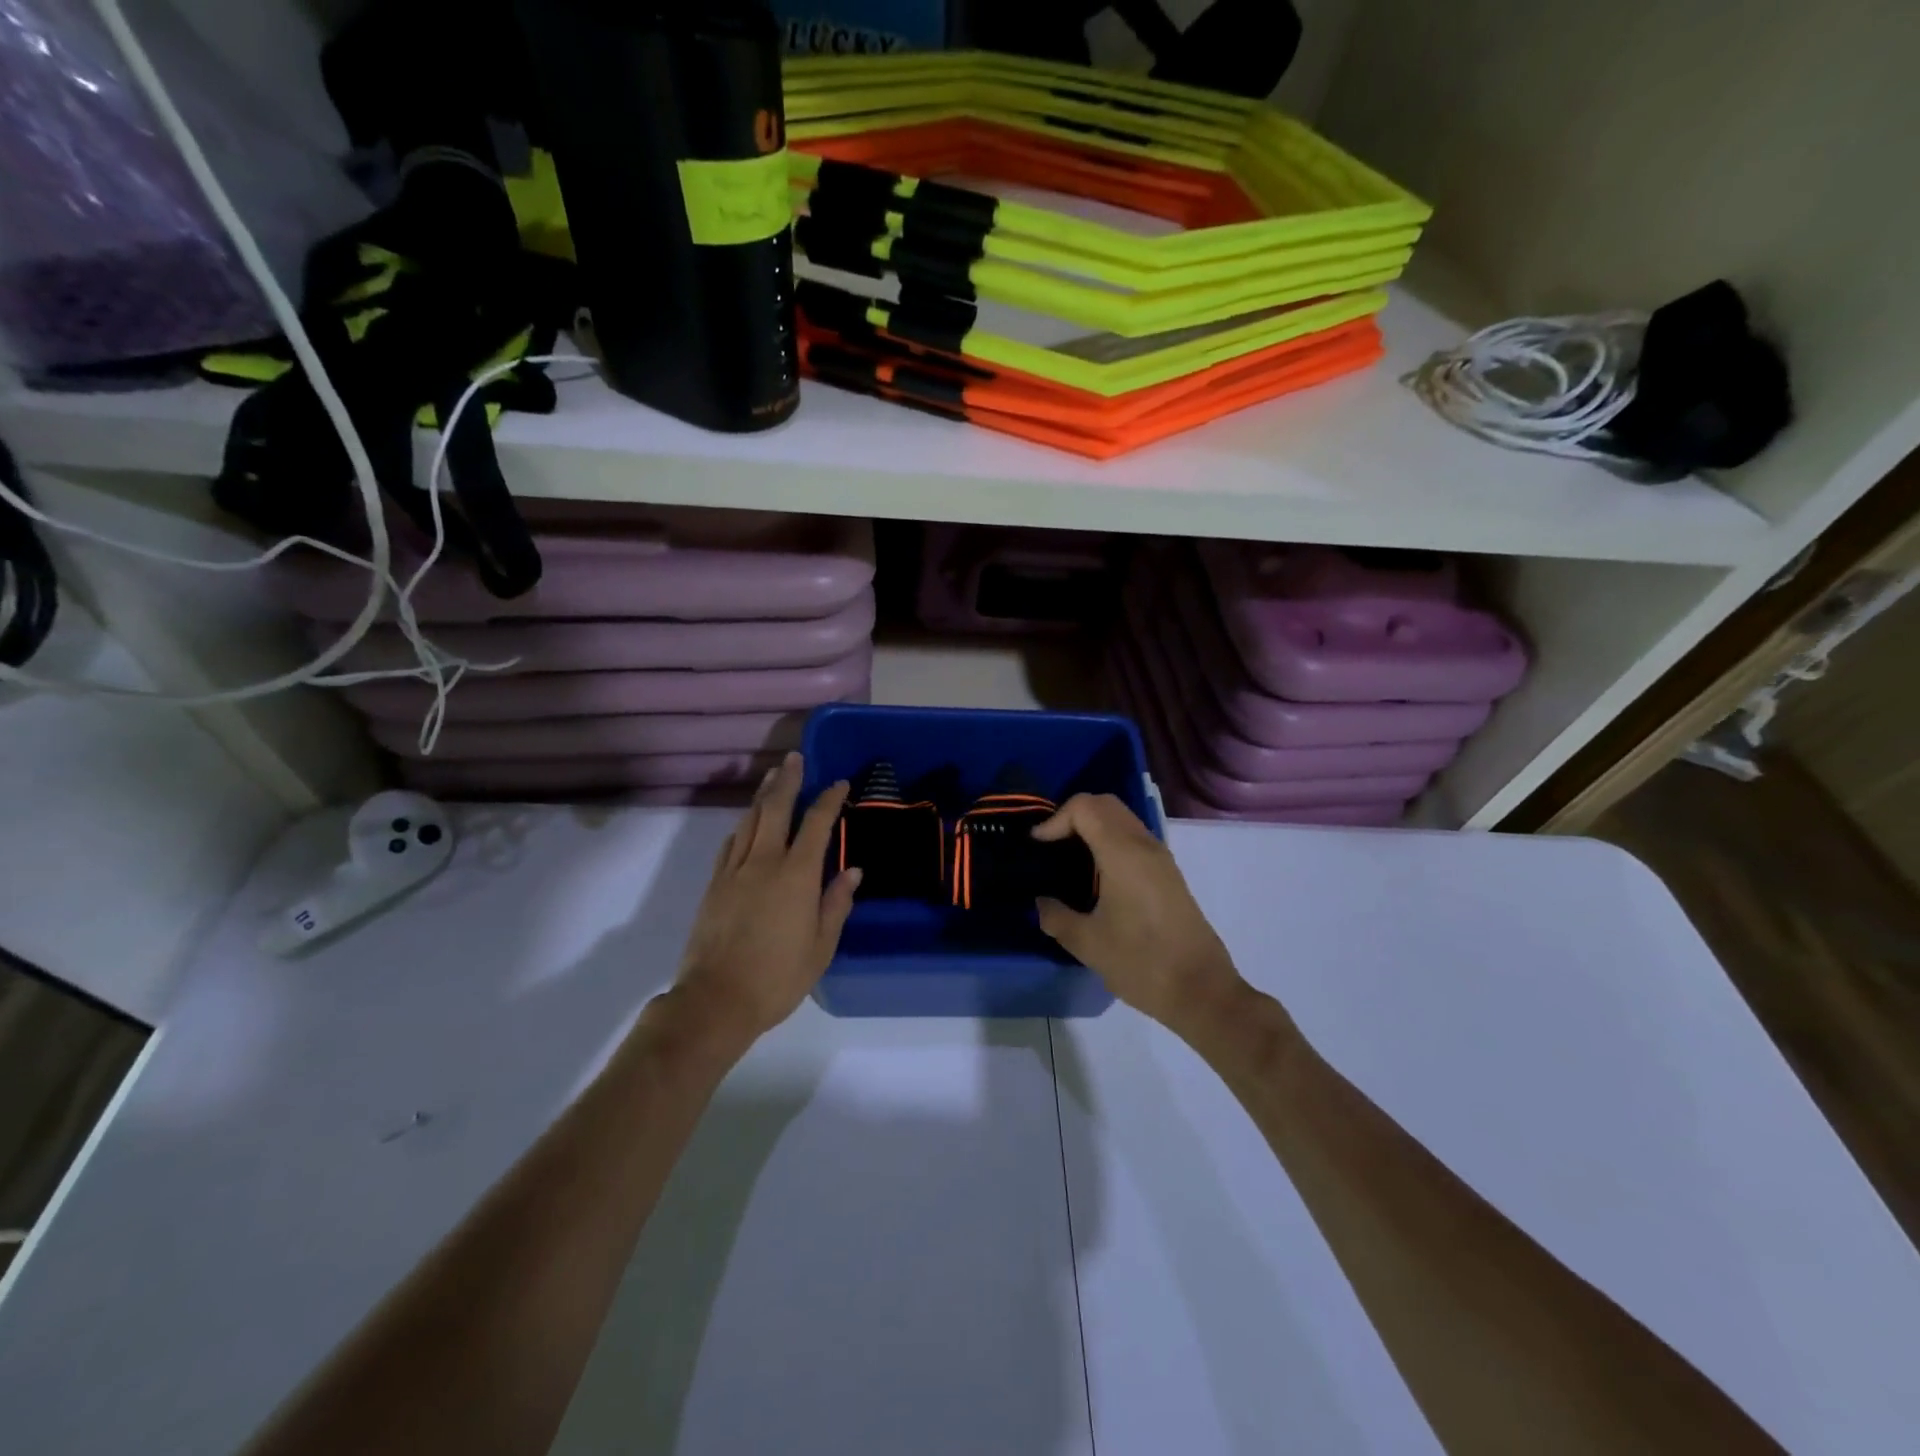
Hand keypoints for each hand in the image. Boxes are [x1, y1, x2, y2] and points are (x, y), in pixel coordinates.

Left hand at [672, 753, 859, 1052]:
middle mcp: (764, 862)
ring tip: (772, 777)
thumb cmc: (778, 977)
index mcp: (796, 875)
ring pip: (749, 821)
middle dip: (787, 780)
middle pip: (775, 808)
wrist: (716, 1000)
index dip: (829, 799)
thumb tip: (852, 871)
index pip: (816, 824)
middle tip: (794, 758)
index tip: (839, 784)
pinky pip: (730, 844)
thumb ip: (836, 903)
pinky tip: (745, 823)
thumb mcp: (821, 946)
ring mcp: (734, 871)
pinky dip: (742, 826)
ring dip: (762, 796)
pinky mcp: (714, 885)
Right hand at [1033, 794, 1245, 1038]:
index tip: (1037, 848)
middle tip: (1050, 846)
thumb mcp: (1088, 944)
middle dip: (1071, 816)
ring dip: (1092, 827)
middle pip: (1104, 804)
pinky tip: (1096, 877)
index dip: (1055, 820)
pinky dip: (1109, 840)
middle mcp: (1144, 845)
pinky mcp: (1168, 874)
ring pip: (1121, 818)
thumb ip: (1056, 916)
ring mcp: (1161, 858)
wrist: (1202, 991)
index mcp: (1123, 853)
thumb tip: (1041, 902)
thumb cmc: (1141, 963)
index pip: (1084, 807)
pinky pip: (1133, 838)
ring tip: (1068, 859)